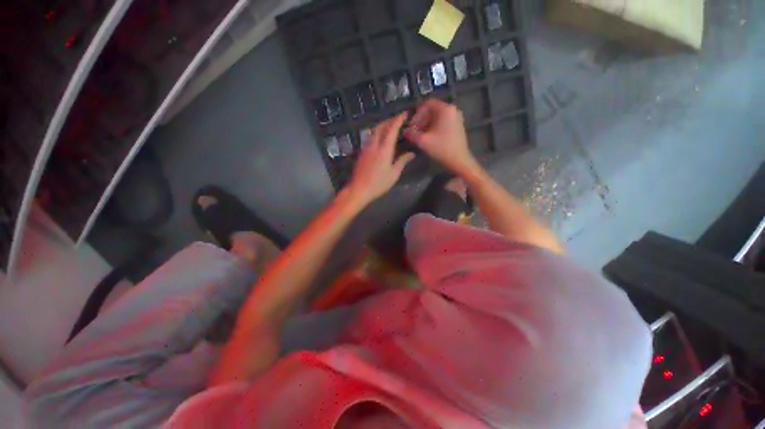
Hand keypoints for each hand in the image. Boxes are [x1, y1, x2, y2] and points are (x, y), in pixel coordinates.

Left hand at [346, 112, 414, 206]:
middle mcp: (374, 145)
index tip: (404, 113)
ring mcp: (366, 148)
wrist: (359, 189)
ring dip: (382, 126)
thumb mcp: (394, 174)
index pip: (391, 129)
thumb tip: (411, 153)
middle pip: (381, 126)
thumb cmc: (379, 183)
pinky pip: (370, 138)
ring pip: (374, 131)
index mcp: (384, 149)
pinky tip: (381, 139)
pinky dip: (377, 134)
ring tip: (390, 128)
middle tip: (398, 120)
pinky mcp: (362, 152)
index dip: (398, 119)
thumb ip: (402, 161)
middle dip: (390, 120)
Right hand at [403, 99, 478, 175]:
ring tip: (420, 135)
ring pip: (437, 117)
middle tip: (415, 131)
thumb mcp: (423, 141)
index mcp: (445, 109)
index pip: (427, 104)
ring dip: (427, 124)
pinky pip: (443, 122)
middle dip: (421, 120)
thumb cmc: (441, 148)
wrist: (459, 160)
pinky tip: (429, 137)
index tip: (412, 126)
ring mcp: (456, 118)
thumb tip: (405, 131)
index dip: (417, 114)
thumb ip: (412, 134)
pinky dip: (434, 127)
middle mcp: (452, 109)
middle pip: (432, 110)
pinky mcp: (457, 126)